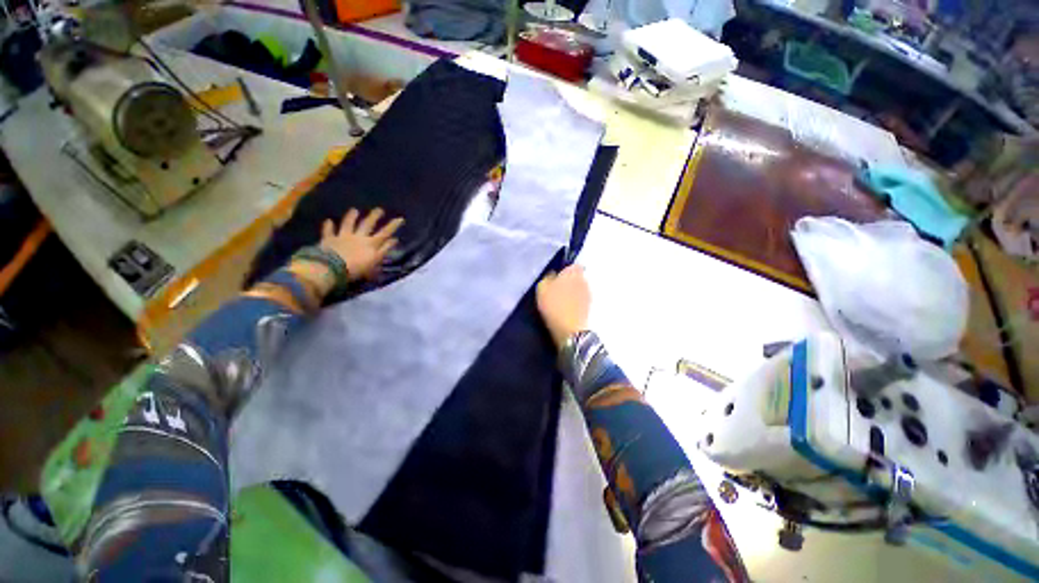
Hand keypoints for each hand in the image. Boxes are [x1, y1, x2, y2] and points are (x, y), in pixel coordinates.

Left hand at [320, 208, 403, 281]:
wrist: (332, 268)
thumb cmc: (357, 268)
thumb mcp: (375, 261)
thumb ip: (384, 249)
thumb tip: (394, 240)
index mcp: (371, 243)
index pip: (385, 233)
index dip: (393, 225)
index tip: (400, 218)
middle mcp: (358, 237)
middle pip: (368, 224)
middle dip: (374, 216)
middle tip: (379, 209)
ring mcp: (343, 236)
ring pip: (348, 224)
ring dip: (351, 217)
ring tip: (354, 210)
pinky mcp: (329, 239)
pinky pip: (329, 231)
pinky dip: (328, 226)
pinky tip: (328, 221)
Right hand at [536, 264, 590, 348]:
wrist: (569, 329)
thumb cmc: (554, 305)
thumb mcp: (542, 289)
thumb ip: (547, 278)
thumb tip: (552, 275)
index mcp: (572, 272)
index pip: (572, 265)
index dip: (565, 271)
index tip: (557, 278)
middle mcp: (584, 280)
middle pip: (577, 276)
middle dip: (569, 281)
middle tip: (557, 289)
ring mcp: (589, 293)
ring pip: (579, 288)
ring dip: (573, 292)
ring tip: (562, 301)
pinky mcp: (590, 307)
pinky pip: (581, 299)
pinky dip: (575, 302)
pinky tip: (567, 309)